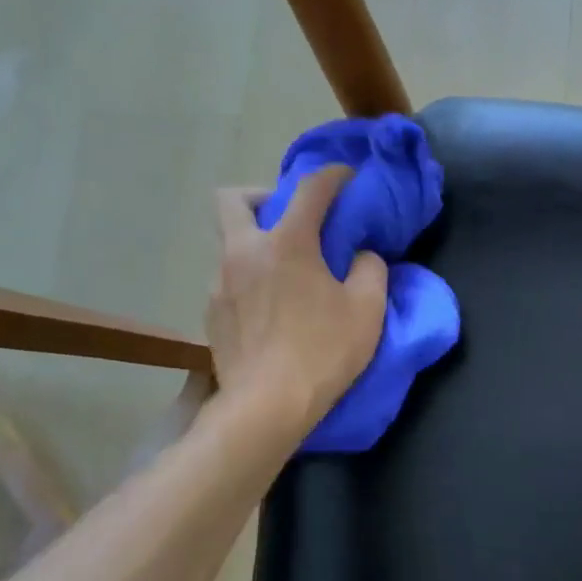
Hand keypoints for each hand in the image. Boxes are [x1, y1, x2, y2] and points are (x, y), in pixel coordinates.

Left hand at [206, 167, 387, 433]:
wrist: (268, 405)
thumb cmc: (324, 351)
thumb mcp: (367, 310)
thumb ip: (370, 270)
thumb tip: (361, 256)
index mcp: (287, 243)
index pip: (309, 189)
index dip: (331, 176)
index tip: (346, 176)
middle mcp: (244, 252)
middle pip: (233, 198)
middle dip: (262, 195)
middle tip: (291, 220)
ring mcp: (220, 282)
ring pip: (230, 242)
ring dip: (257, 243)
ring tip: (287, 273)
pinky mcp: (211, 313)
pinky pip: (229, 279)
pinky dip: (251, 279)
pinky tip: (272, 309)